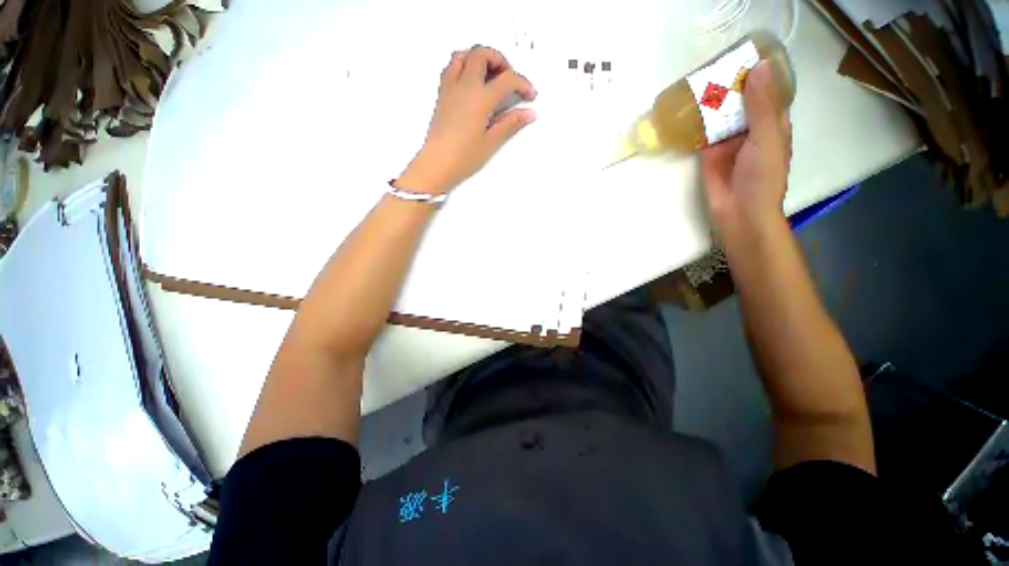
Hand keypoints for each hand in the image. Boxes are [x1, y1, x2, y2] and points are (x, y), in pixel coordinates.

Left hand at [397, 46, 536, 194]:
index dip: (523, 84)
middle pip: (482, 54)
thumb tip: (528, 114)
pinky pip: (452, 66)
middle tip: (510, 78)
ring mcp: (450, 88)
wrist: (437, 164)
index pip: (507, 79)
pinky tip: (471, 82)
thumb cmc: (462, 157)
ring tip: (491, 75)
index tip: (530, 94)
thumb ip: (510, 124)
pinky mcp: (442, 95)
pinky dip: (464, 64)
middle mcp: (464, 87)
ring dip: (480, 58)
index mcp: (480, 99)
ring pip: (464, 54)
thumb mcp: (491, 143)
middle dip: (501, 61)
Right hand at [700, 62, 791, 236]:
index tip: (742, 53)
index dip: (757, 71)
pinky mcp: (708, 152)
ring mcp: (728, 139)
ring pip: (719, 114)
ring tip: (695, 79)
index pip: (767, 89)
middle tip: (711, 64)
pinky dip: (695, 121)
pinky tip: (685, 108)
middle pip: (739, 99)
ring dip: (710, 100)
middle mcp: (750, 126)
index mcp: (772, 121)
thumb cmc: (762, 177)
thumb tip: (760, 67)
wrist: (738, 211)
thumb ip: (762, 107)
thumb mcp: (767, 138)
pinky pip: (702, 132)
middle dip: (728, 83)